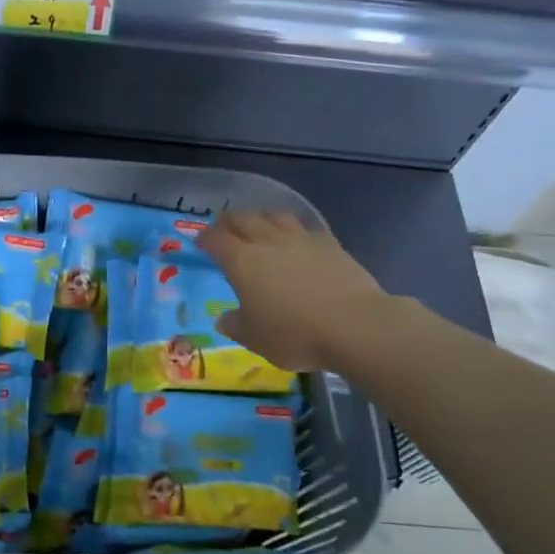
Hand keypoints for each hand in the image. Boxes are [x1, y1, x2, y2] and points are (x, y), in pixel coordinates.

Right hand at [198, 209, 388, 372]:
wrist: (354, 325)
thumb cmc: (295, 334)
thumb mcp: (256, 339)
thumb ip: (236, 325)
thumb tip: (224, 319)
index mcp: (242, 261)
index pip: (216, 240)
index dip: (205, 239)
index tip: (200, 243)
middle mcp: (267, 242)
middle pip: (242, 219)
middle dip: (228, 221)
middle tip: (223, 228)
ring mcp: (301, 239)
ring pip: (274, 215)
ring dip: (260, 216)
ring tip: (257, 224)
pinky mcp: (329, 243)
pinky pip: (304, 226)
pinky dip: (292, 228)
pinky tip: (295, 237)